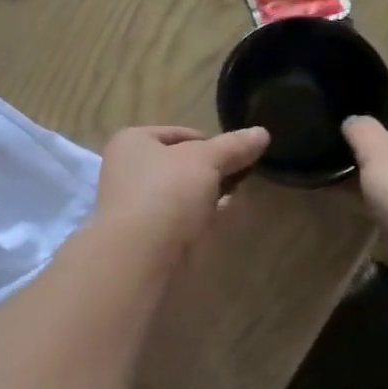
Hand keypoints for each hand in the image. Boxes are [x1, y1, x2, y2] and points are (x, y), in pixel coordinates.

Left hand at [93, 126, 269, 257]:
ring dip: (204, 197)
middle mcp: (125, 169)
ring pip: (177, 194)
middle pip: (178, 164)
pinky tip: (214, 224)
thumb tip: (261, 133)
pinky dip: (194, 220)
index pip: (180, 134)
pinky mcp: (140, 235)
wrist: (138, 256)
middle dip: (209, 172)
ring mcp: (130, 204)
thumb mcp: (206, 161)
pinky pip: (174, 220)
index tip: (237, 158)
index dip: (211, 144)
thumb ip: (233, 147)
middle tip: (239, 180)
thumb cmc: (167, 193)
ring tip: (233, 201)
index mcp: (132, 141)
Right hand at [342, 86, 387, 263]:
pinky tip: (349, 197)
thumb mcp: (378, 151)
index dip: (372, 93)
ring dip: (371, 166)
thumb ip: (360, 128)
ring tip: (333, 165)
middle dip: (369, 134)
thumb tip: (353, 121)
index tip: (340, 97)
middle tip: (332, 134)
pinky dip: (378, 193)